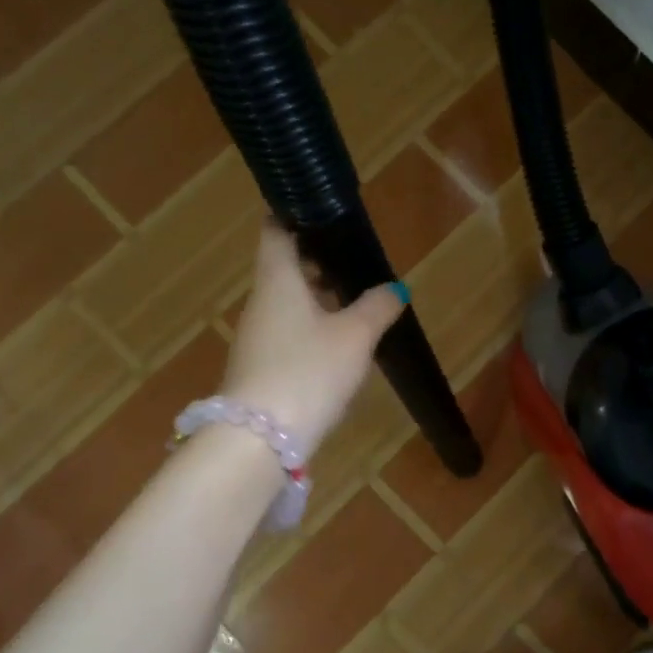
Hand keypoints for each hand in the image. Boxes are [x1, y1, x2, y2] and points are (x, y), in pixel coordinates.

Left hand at [218, 226, 407, 453]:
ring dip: (319, 297)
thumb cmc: (308, 371)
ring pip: (289, 302)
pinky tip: (340, 342)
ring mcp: (257, 337)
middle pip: (286, 268)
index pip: (276, 231)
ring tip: (357, 300)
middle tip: (356, 260)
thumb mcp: (355, 336)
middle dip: (320, 262)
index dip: (295, 215)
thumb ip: (377, 307)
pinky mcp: (261, 367)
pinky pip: (289, 332)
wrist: (258, 441)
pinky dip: (313, 326)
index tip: (324, 212)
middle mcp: (262, 303)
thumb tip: (394, 289)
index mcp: (278, 281)